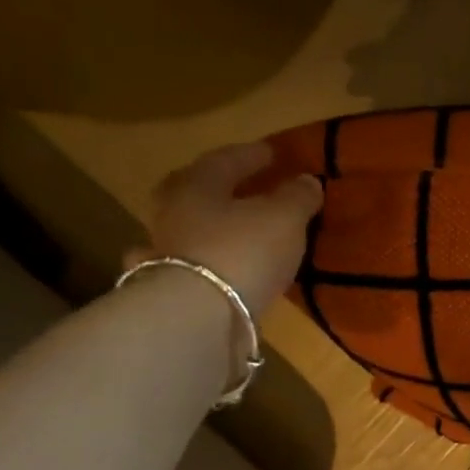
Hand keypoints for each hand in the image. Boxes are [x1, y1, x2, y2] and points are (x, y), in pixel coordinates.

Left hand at [127, 143, 323, 313]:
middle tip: (245, 187)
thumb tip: (306, 180)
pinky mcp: (167, 289)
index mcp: (197, 185)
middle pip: (197, 191)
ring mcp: (163, 252)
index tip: (272, 153)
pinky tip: (216, 268)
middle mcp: (172, 212)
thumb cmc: (243, 250)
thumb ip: (296, 196)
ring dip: (210, 225)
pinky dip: (204, 263)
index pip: (225, 160)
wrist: (198, 316)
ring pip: (189, 228)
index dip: (252, 155)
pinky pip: (189, 265)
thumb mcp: (284, 217)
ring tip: (236, 229)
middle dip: (222, 187)